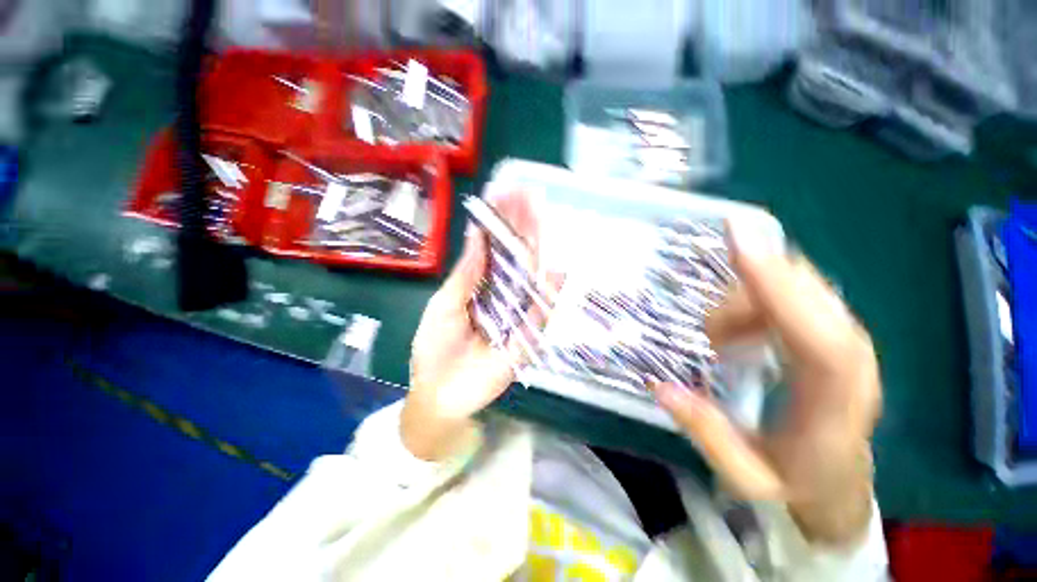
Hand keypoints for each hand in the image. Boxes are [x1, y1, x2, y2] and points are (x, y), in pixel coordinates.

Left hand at [402, 191, 542, 461]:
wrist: (440, 394)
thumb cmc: (435, 348)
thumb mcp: (444, 307)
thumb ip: (465, 276)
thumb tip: (477, 236)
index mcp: (478, 285)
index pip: (493, 248)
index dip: (499, 222)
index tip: (504, 195)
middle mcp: (500, 294)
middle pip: (513, 257)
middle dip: (519, 227)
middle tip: (527, 197)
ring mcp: (515, 314)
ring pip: (529, 278)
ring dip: (535, 250)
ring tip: (541, 221)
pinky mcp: (526, 336)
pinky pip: (540, 314)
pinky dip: (550, 295)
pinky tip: (558, 272)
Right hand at [651, 225, 881, 544]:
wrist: (836, 483)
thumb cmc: (794, 483)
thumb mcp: (745, 474)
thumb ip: (706, 432)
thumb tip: (661, 386)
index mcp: (837, 402)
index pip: (819, 333)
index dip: (777, 283)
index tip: (738, 240)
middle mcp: (852, 359)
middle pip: (805, 294)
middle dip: (744, 293)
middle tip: (706, 333)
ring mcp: (845, 339)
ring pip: (795, 287)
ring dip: (744, 302)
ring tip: (716, 343)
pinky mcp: (830, 331)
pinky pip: (791, 293)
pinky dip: (754, 301)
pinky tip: (734, 332)